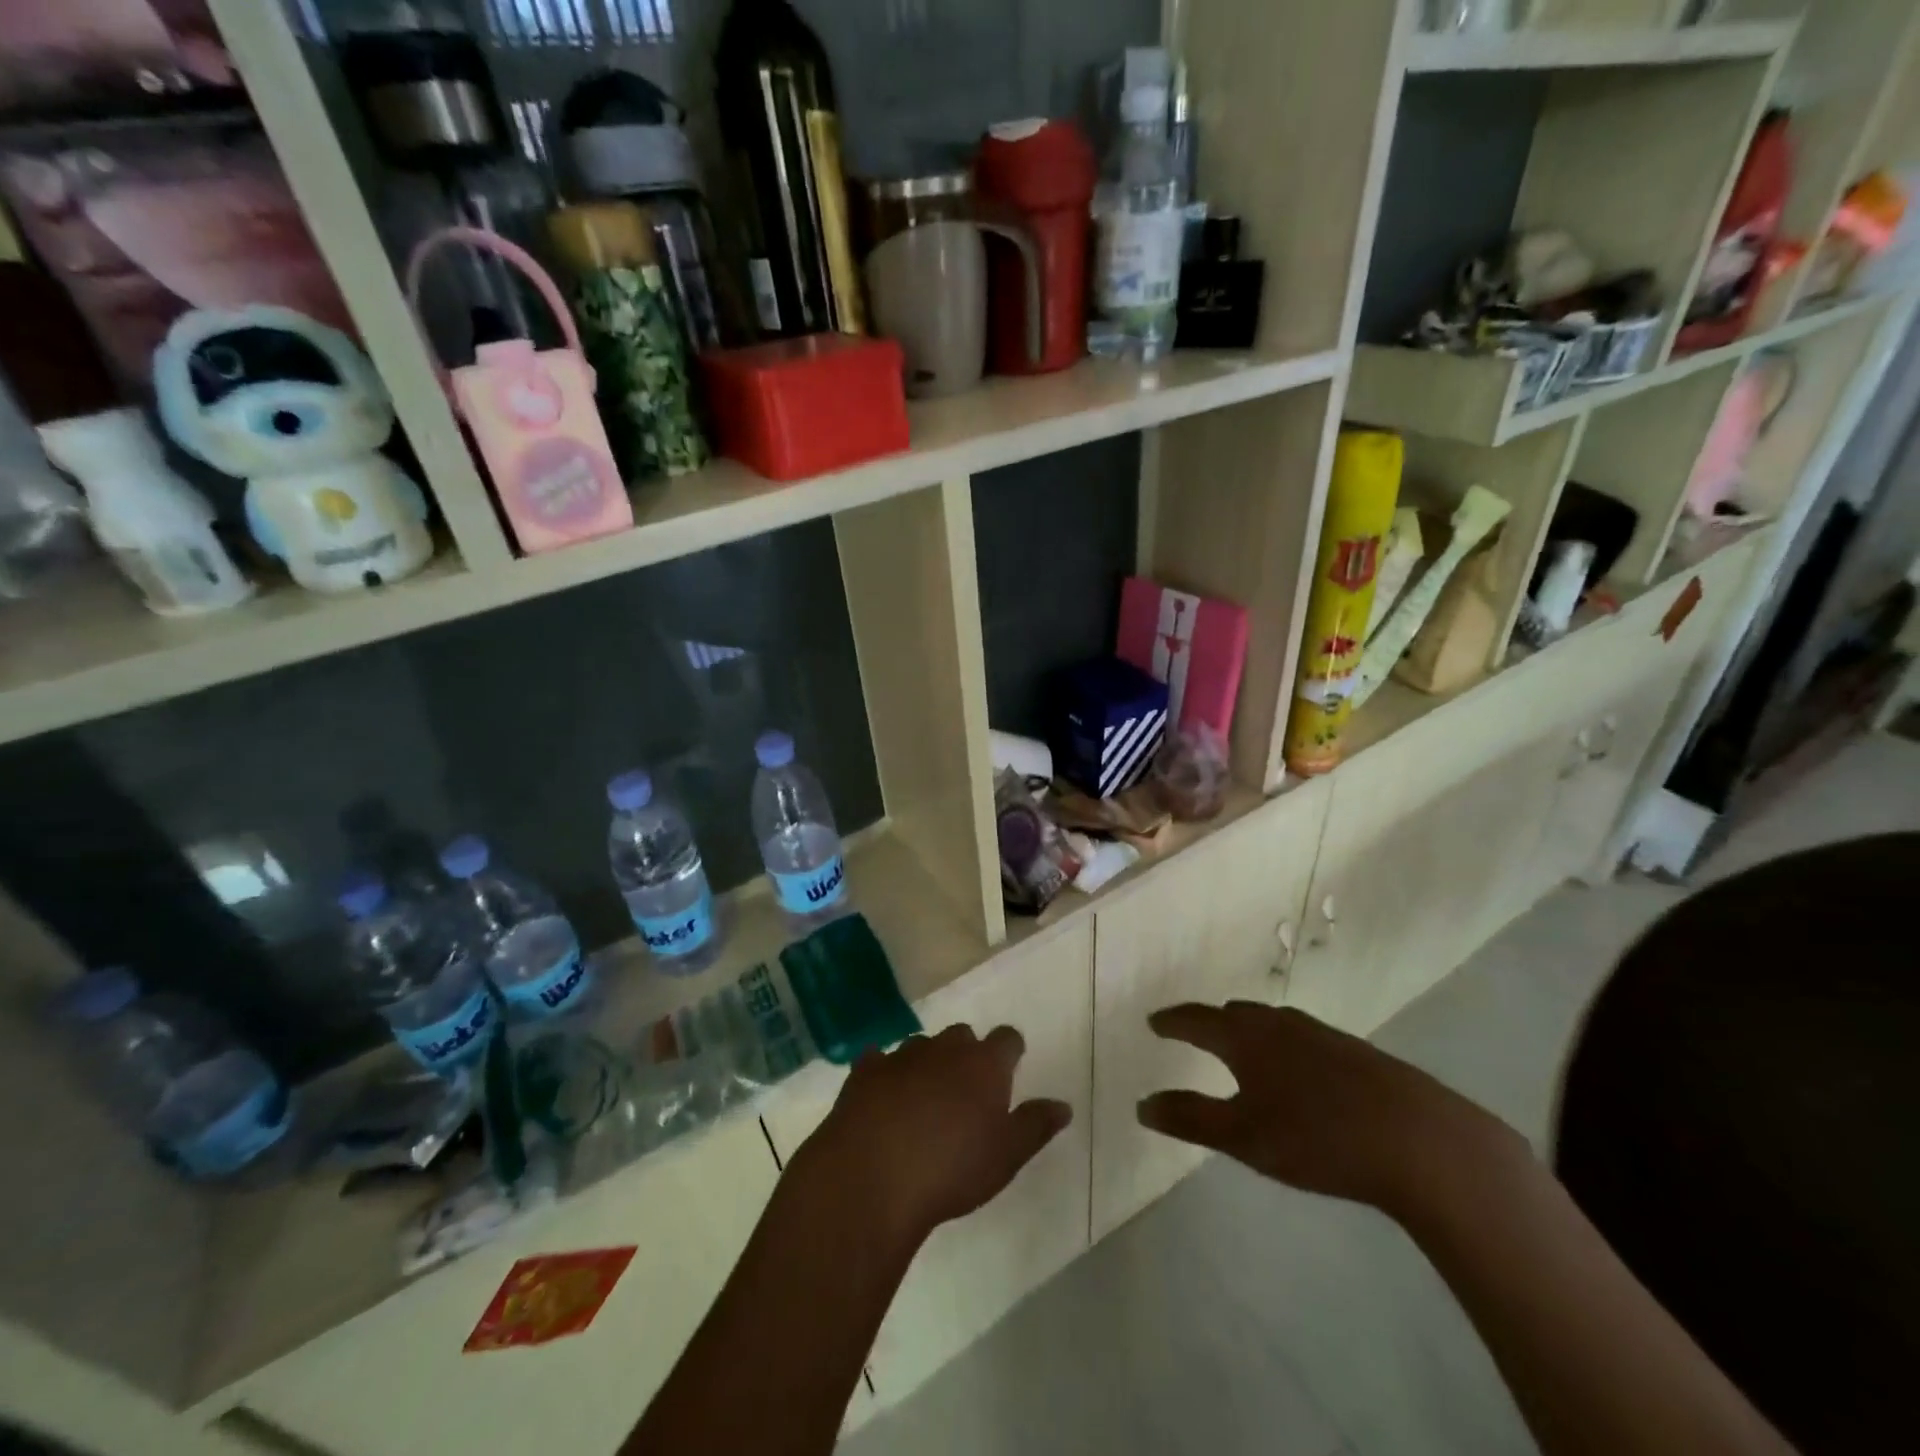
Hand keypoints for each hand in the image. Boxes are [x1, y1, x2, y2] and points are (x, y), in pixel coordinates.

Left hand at [795, 1025, 1072, 1249]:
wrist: (873, 1177)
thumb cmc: (951, 1170)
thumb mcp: (1006, 1157)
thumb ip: (1035, 1126)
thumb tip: (1063, 1105)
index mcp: (984, 1065)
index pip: (1007, 1039)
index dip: (1010, 1050)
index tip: (1010, 1065)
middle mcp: (945, 1048)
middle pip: (962, 1036)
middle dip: (966, 1054)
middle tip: (966, 1089)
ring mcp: (902, 1055)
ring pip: (921, 1045)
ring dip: (926, 1063)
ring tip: (923, 1098)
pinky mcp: (865, 1070)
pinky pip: (879, 1060)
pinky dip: (885, 1073)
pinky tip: (882, 1096)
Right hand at [1136, 1001, 1516, 1216]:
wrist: (1421, 1141)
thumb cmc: (1317, 1137)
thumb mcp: (1243, 1136)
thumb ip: (1190, 1119)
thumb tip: (1142, 1105)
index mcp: (1246, 1037)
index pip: (1197, 1019)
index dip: (1172, 1022)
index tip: (1154, 1023)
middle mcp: (1280, 1024)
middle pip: (1235, 1014)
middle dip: (1210, 1022)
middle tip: (1194, 1033)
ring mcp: (1322, 1035)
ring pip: (1272, 1023)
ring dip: (1249, 1031)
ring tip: (1242, 1048)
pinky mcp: (1356, 1053)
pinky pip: (1302, 1038)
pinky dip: (1283, 1045)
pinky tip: (1298, 1072)